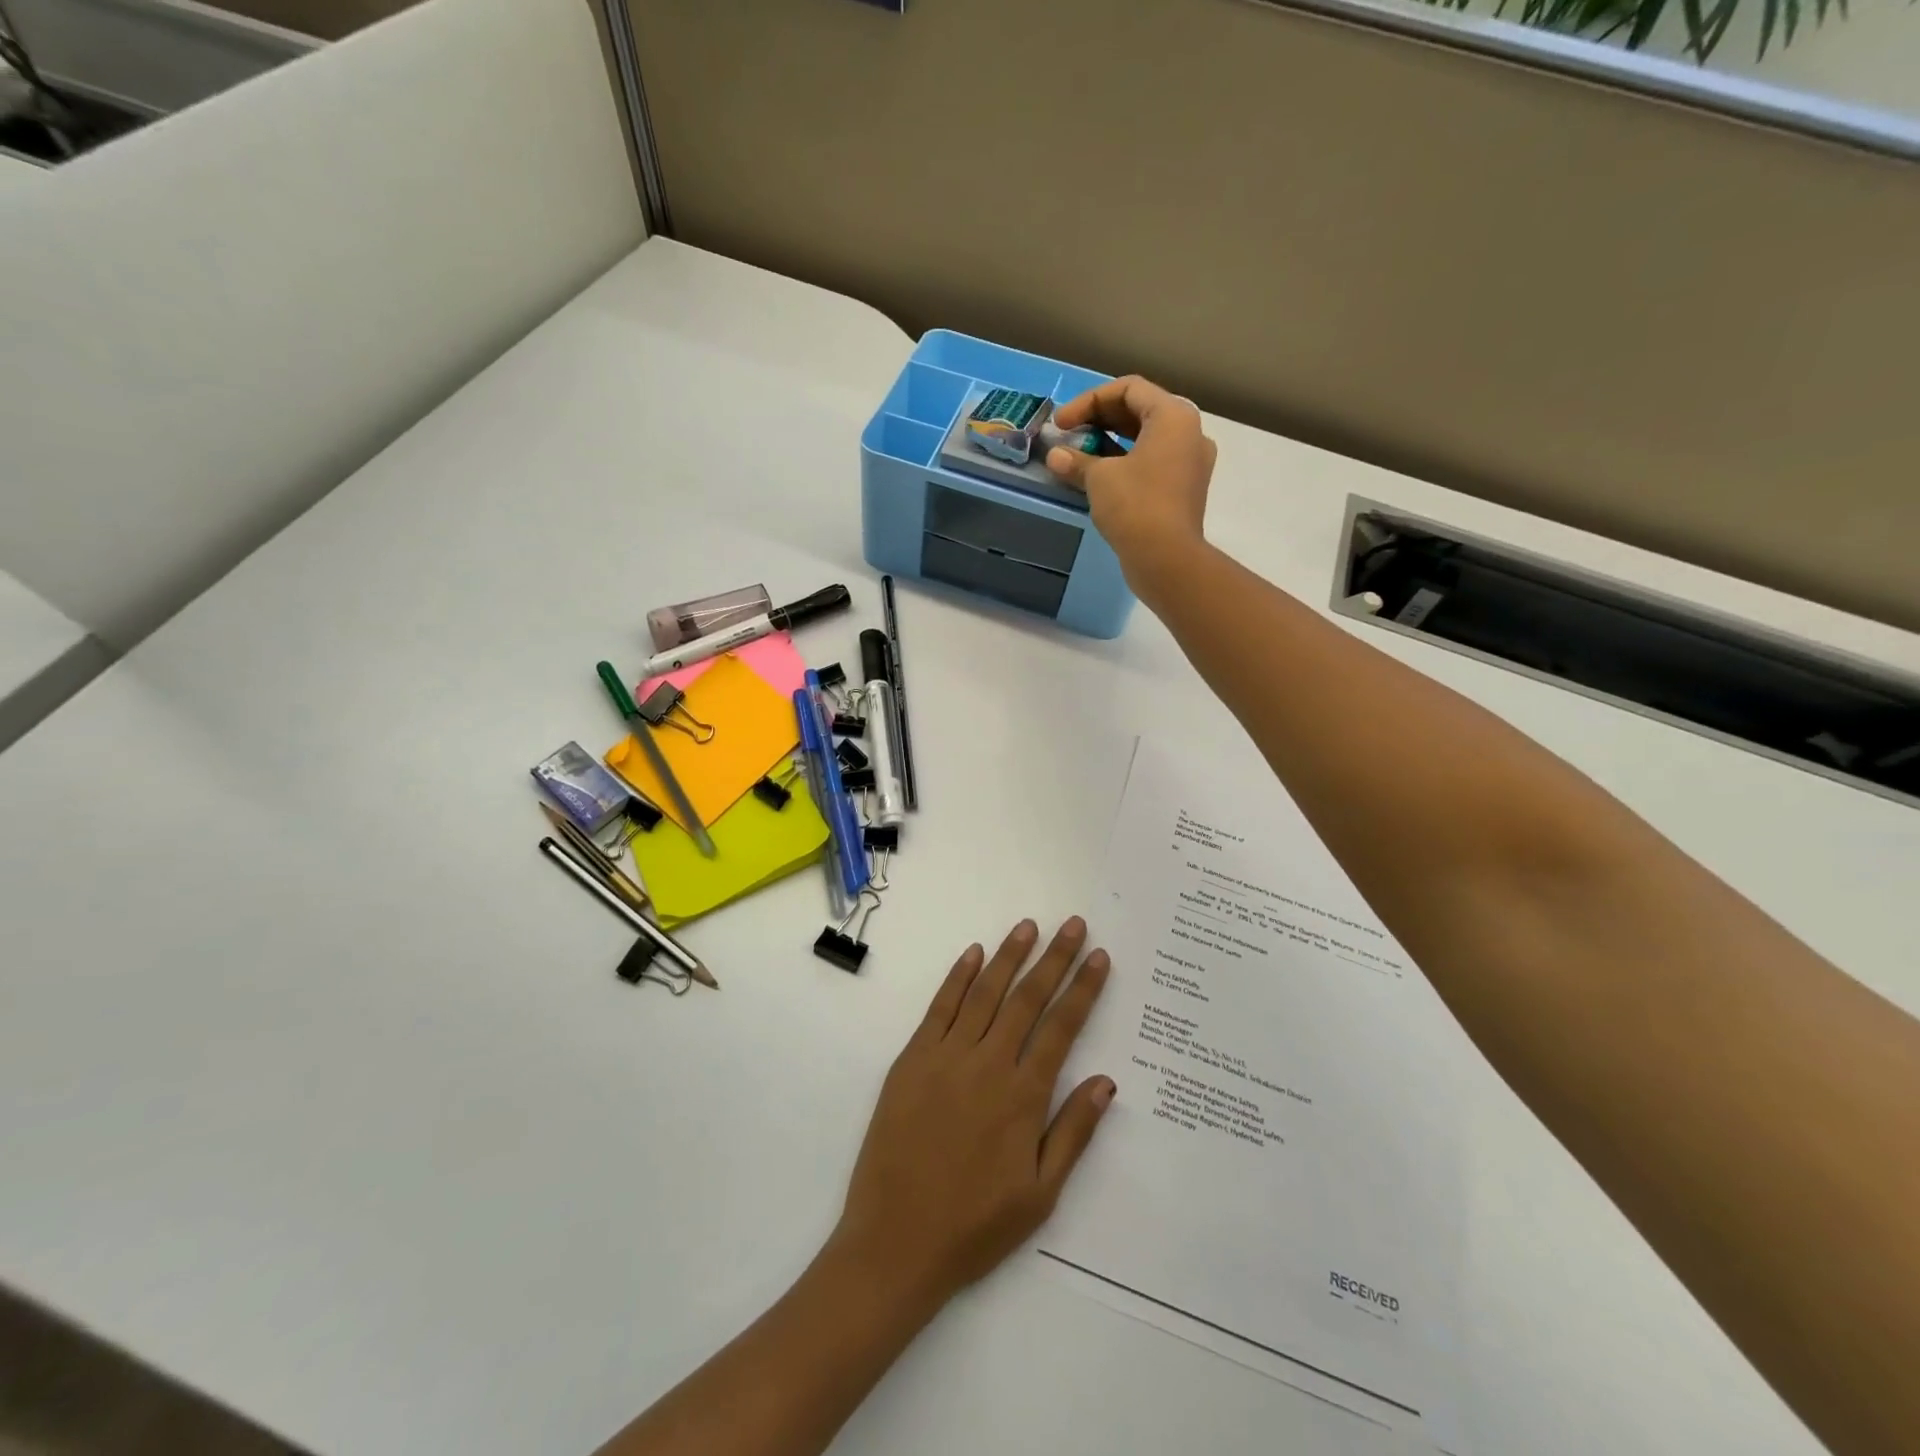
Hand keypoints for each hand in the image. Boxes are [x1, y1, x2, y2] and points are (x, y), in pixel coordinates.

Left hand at [832, 918, 1114, 1305]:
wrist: (895, 1242)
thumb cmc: (974, 1226)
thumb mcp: (1040, 1195)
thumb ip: (1073, 1134)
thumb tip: (1106, 1082)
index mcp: (1023, 1097)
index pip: (1061, 1028)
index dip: (1082, 989)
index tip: (1098, 956)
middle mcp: (988, 1065)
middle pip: (1027, 999)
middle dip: (1053, 959)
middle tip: (1072, 924)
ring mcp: (946, 1057)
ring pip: (984, 993)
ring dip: (1009, 956)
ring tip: (1028, 927)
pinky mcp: (912, 1059)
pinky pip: (940, 1008)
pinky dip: (958, 977)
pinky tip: (973, 953)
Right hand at [1046, 376, 1216, 577]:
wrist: (1167, 559)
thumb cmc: (1135, 505)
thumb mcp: (1099, 478)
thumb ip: (1076, 460)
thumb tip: (1055, 457)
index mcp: (1173, 416)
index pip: (1128, 388)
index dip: (1088, 401)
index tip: (1061, 423)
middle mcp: (1189, 432)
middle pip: (1139, 411)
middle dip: (1099, 420)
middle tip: (1068, 436)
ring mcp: (1191, 463)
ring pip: (1146, 439)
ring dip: (1111, 443)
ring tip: (1080, 456)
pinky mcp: (1185, 490)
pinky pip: (1153, 463)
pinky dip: (1126, 464)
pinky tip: (1100, 478)